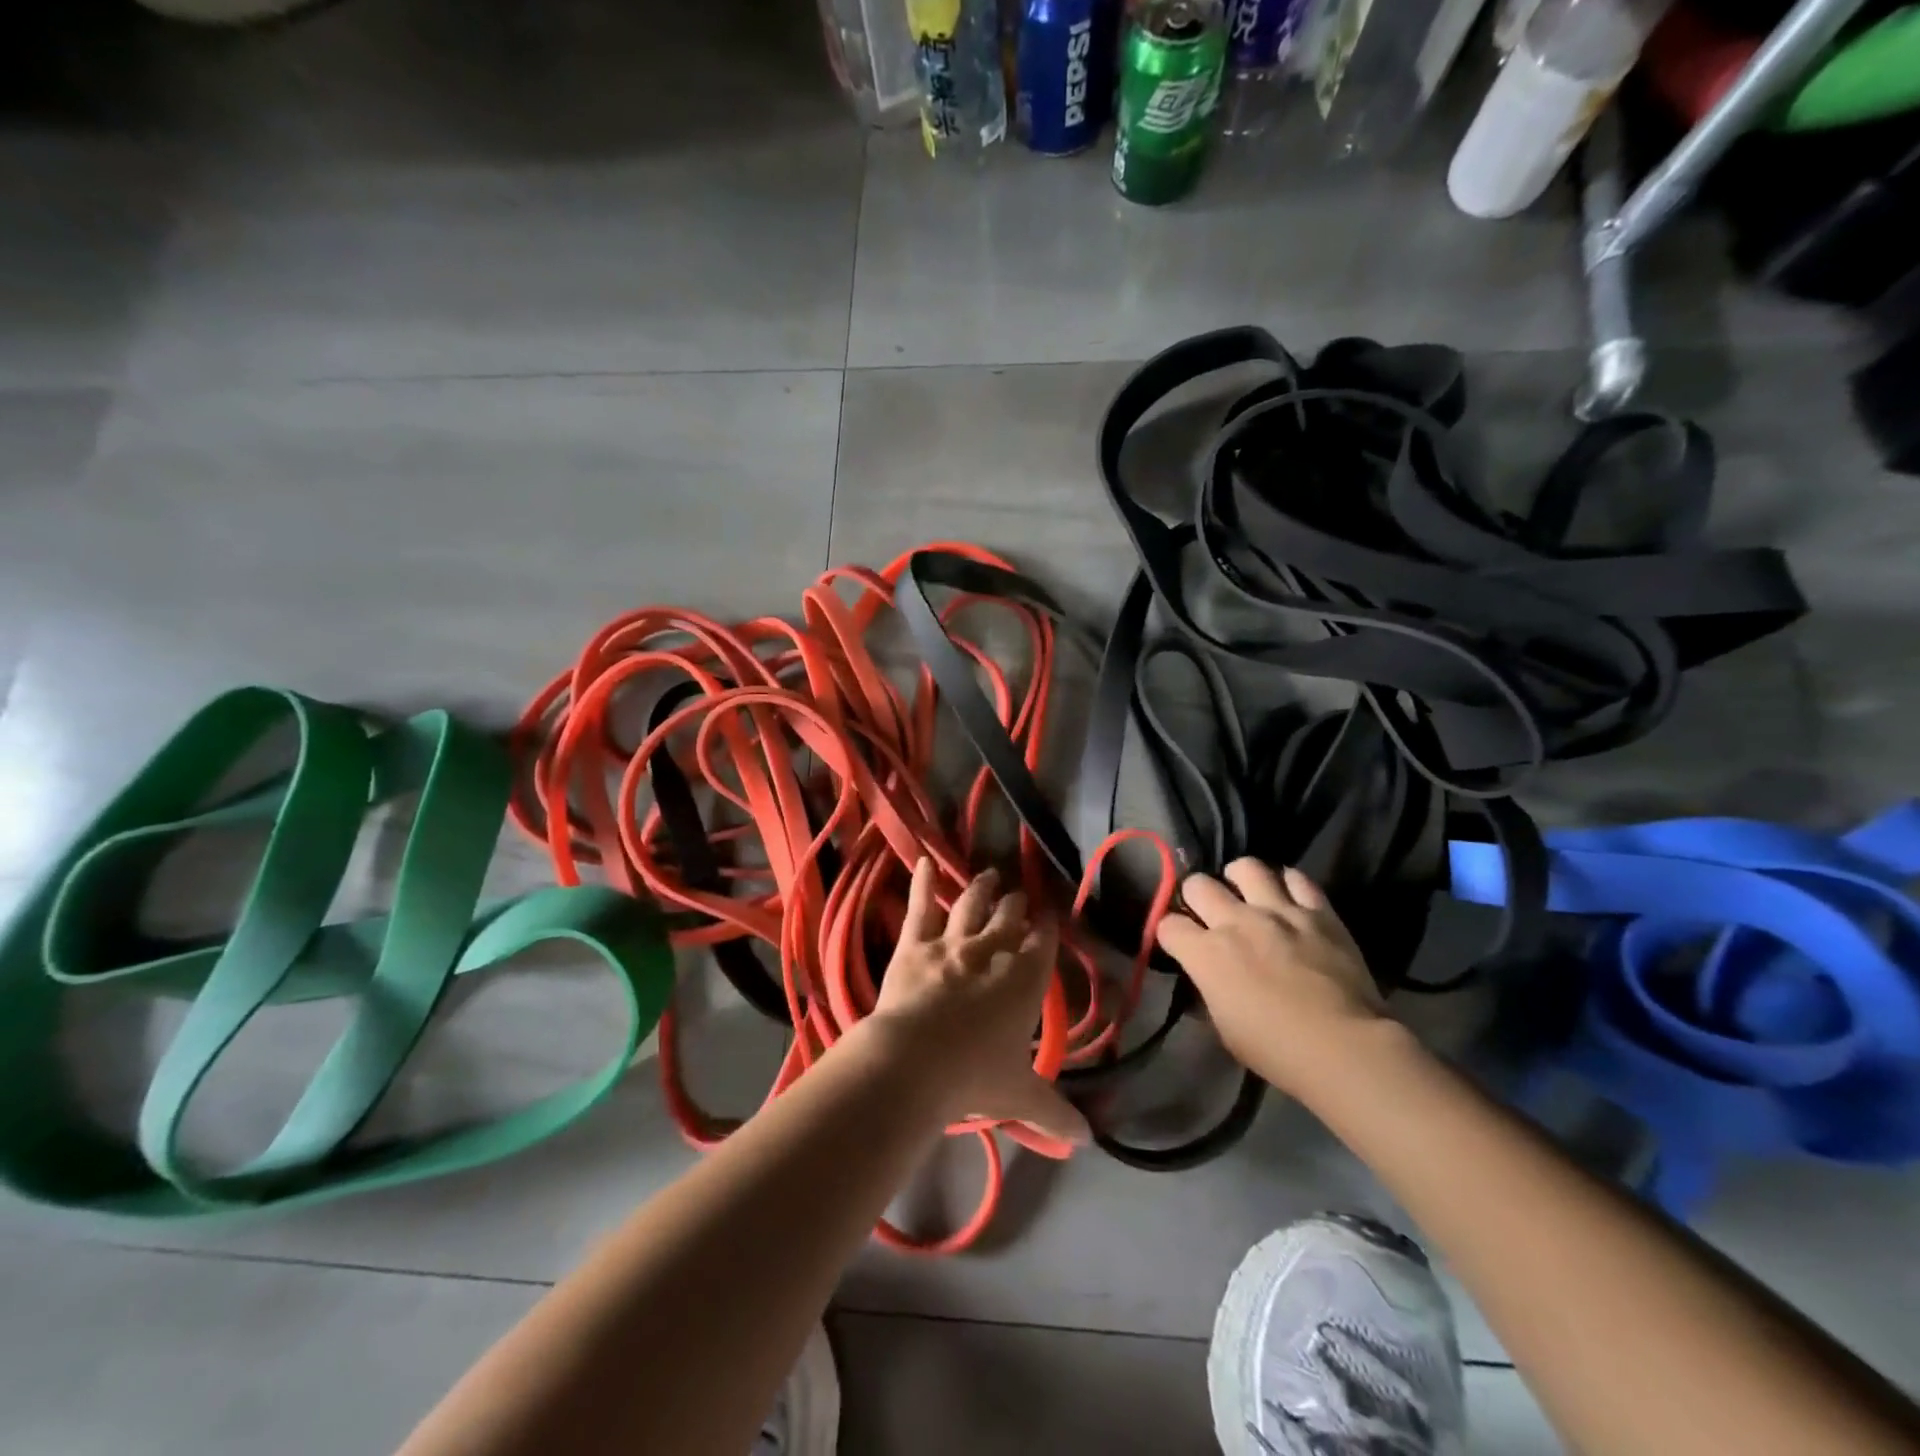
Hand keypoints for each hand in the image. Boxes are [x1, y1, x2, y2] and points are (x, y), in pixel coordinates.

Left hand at [866, 858, 1087, 1145]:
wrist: (915, 1061)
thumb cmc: (975, 1076)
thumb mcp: (1020, 1096)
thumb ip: (1055, 1114)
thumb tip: (1088, 1141)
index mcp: (1025, 980)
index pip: (1042, 943)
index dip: (1046, 928)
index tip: (1048, 916)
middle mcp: (992, 951)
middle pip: (1009, 918)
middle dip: (1017, 905)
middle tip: (1019, 895)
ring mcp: (951, 943)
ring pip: (971, 905)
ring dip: (981, 889)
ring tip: (989, 876)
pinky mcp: (914, 944)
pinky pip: (919, 907)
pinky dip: (920, 882)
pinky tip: (920, 861)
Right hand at [1154, 858, 1386, 1098]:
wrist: (1345, 1047)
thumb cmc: (1277, 1050)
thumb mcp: (1224, 1029)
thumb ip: (1208, 993)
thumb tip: (1204, 978)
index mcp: (1206, 953)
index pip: (1168, 925)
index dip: (1169, 933)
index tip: (1179, 944)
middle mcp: (1235, 921)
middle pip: (1198, 884)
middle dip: (1196, 897)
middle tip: (1208, 913)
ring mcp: (1278, 911)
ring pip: (1245, 867)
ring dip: (1239, 879)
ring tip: (1245, 893)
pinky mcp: (1317, 911)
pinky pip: (1296, 879)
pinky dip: (1288, 884)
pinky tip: (1288, 898)